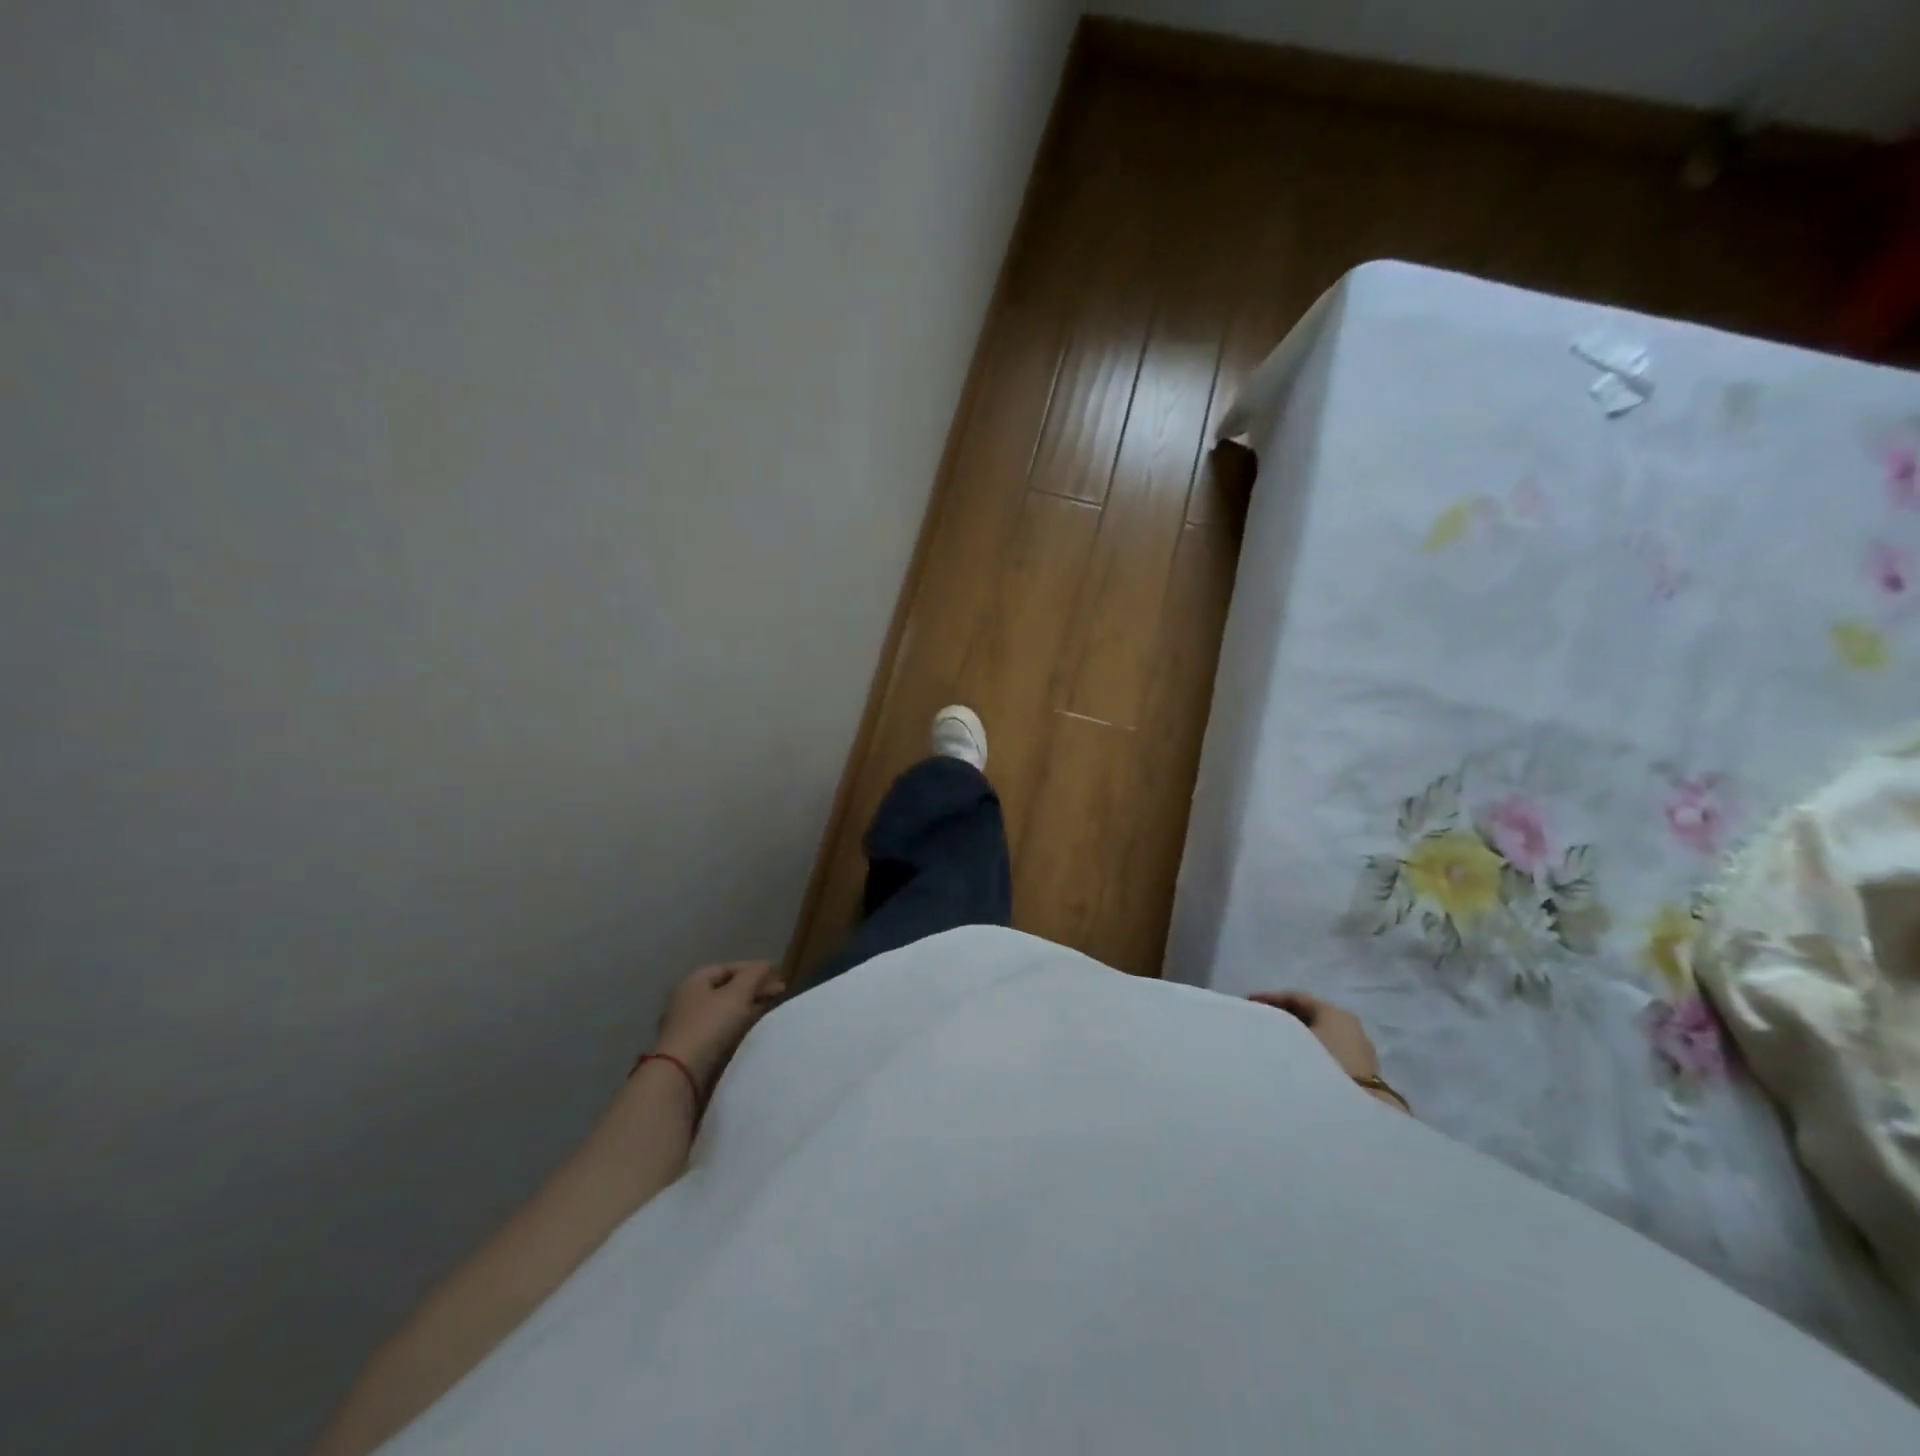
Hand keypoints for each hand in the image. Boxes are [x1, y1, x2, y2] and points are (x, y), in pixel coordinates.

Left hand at [652, 961, 786, 1093]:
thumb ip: (753, 975)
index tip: (778, 975)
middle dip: (752, 989)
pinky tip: (749, 1029)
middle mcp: (686, 999)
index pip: (728, 968)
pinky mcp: (690, 1047)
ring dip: (746, 1008)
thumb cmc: (709, 1025)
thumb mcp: (737, 994)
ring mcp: (686, 1025)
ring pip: (722, 1010)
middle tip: (778, 993)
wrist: (681, 1073)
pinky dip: (736, 1025)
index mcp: (694, 981)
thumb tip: (766, 964)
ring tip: (768, 1010)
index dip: (754, 969)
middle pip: (725, 988)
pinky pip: (718, 1029)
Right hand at [1248, 991, 1380, 1081]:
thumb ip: (1275, 1028)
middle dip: (1283, 1016)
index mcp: (1335, 1012)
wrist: (1357, 1117)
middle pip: (1310, 1015)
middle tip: (1258, 1021)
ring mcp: (1360, 1053)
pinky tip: (1293, 1064)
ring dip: (1296, 1037)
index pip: (1297, 997)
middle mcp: (1351, 1027)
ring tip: (1272, 1044)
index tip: (1247, 1002)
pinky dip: (1309, 1053)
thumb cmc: (1320, 1066)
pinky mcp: (1362, 1077)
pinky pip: (1328, 1054)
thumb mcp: (1290, 1039)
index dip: (1269, 997)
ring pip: (1320, 1036)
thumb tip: (1261, 1027)